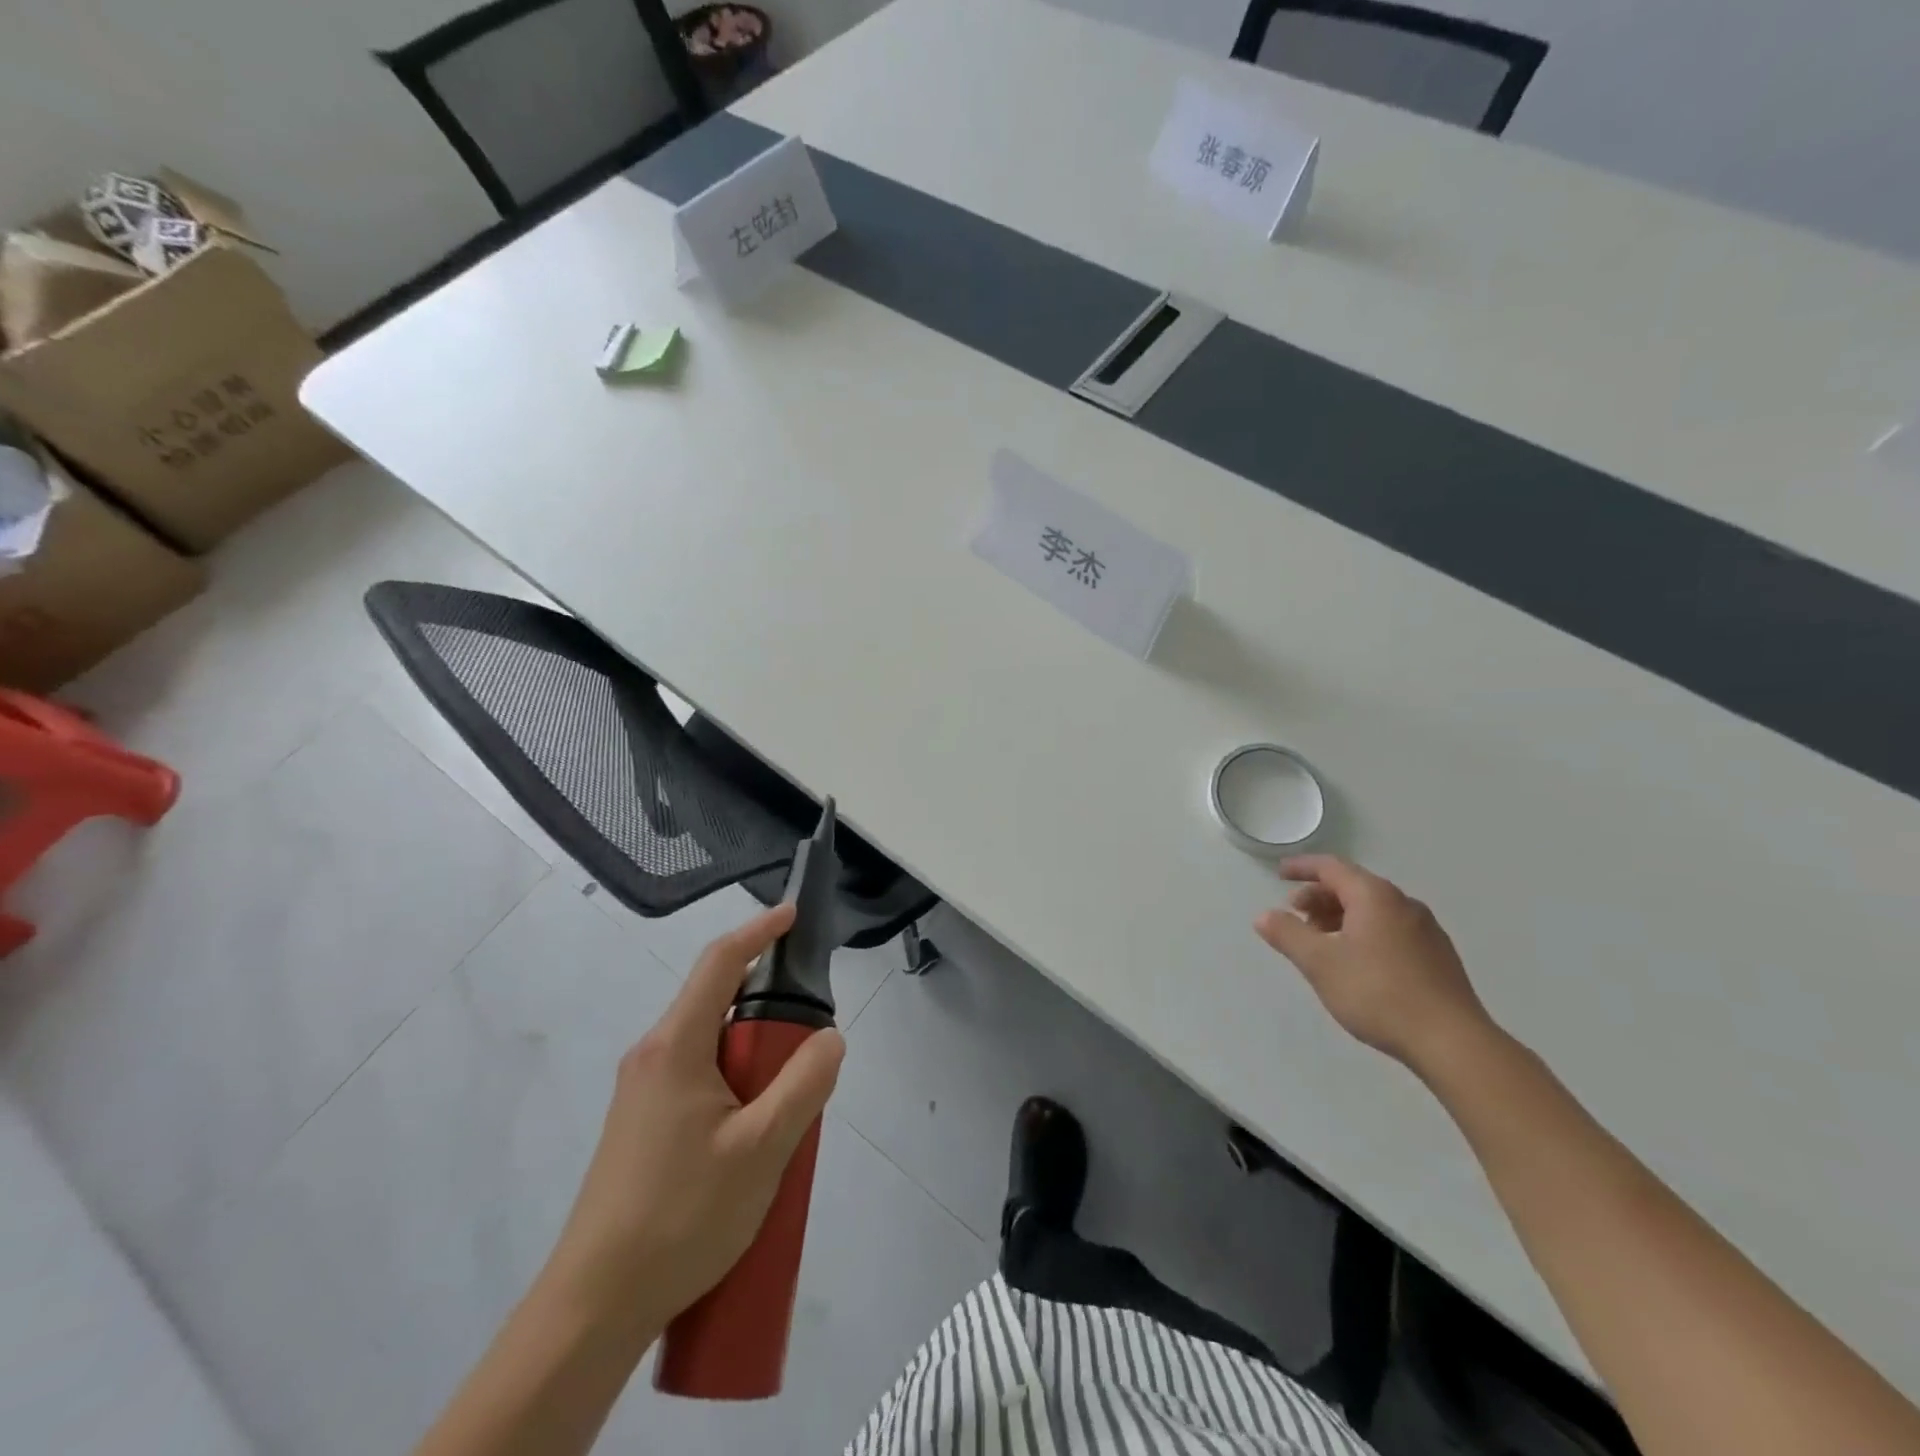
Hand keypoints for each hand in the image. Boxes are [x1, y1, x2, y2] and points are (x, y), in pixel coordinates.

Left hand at [540, 903, 844, 1343]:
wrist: (595, 1306)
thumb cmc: (681, 1215)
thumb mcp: (762, 1149)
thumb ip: (804, 1084)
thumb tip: (829, 1037)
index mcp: (676, 1045)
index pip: (720, 962)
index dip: (759, 931)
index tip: (793, 914)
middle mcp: (653, 1055)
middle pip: (718, 1004)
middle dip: (769, 1015)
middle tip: (807, 1054)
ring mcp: (642, 1091)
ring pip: (711, 1047)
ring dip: (754, 1059)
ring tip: (784, 1111)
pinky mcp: (642, 1125)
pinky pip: (699, 1079)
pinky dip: (735, 1085)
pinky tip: (752, 1140)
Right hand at [1254, 855, 1493, 1075]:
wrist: (1453, 1042)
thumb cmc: (1378, 993)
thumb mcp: (1320, 963)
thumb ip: (1288, 934)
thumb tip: (1265, 915)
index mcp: (1375, 897)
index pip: (1332, 867)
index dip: (1302, 867)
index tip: (1279, 874)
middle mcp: (1403, 904)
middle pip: (1354, 887)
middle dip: (1319, 897)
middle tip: (1295, 916)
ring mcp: (1426, 930)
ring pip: (1373, 910)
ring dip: (1341, 917)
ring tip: (1321, 943)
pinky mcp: (1438, 957)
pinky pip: (1391, 929)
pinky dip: (1364, 932)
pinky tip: (1356, 962)